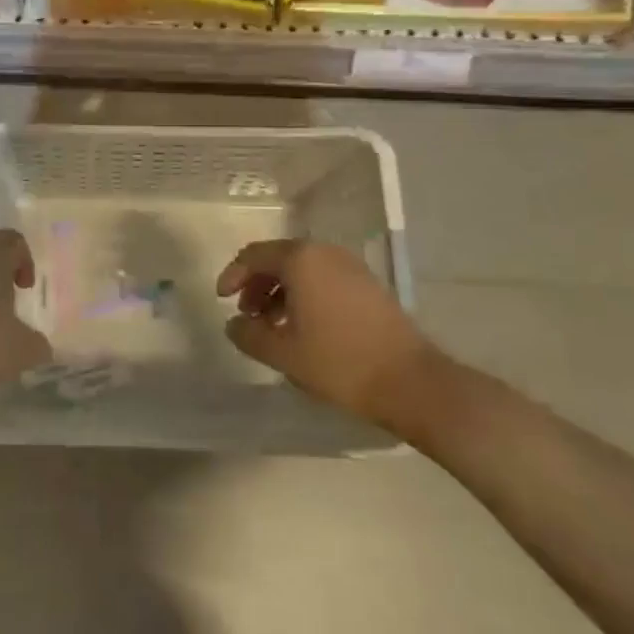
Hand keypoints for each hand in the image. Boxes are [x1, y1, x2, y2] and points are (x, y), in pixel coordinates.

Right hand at [217, 239, 440, 437]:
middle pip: (279, 259)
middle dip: (257, 284)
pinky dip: (304, 295)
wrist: (410, 381)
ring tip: (272, 326)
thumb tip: (234, 324)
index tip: (222, 300)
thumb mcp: (283, 352)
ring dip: (280, 292)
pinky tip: (303, 327)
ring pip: (302, 270)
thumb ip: (249, 334)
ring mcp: (351, 267)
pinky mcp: (368, 285)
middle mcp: (325, 253)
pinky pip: (323, 279)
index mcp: (301, 260)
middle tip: (247, 315)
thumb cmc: (339, 362)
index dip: (233, 275)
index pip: (254, 255)